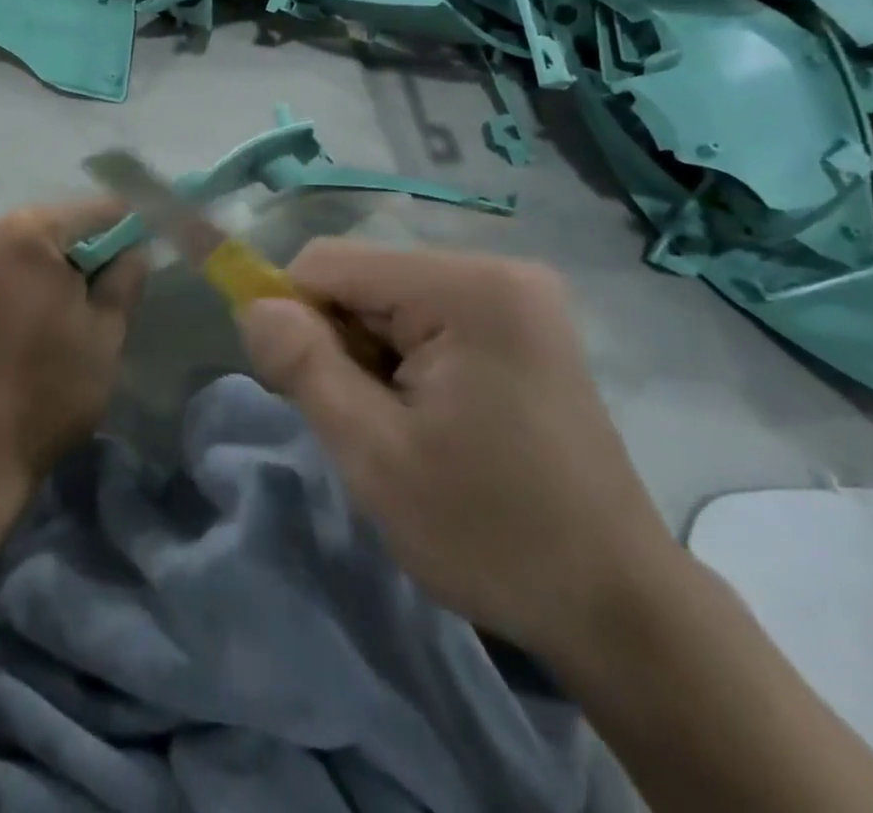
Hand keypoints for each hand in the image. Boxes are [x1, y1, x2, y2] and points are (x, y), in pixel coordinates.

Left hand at [0, 202, 146, 499]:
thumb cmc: (44, 390)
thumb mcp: (104, 334)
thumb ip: (125, 280)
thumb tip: (133, 250)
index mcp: (28, 231)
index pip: (96, 211)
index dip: (128, 231)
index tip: (143, 260)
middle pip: (55, 224)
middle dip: (86, 250)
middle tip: (108, 292)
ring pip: (25, 246)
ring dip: (53, 267)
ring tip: (71, 311)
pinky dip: (23, 280)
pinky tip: (34, 319)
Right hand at [237, 240, 678, 661]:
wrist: (619, 609)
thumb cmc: (491, 532)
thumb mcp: (375, 455)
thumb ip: (304, 366)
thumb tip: (253, 305)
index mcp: (465, 288)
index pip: (329, 262)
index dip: (295, 316)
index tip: (304, 389)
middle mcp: (495, 270)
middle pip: (362, 278)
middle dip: (338, 341)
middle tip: (360, 423)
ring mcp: (515, 295)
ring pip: (387, 298)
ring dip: (368, 355)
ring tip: (399, 427)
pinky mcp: (522, 322)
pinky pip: (424, 316)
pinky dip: (402, 358)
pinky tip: (429, 417)